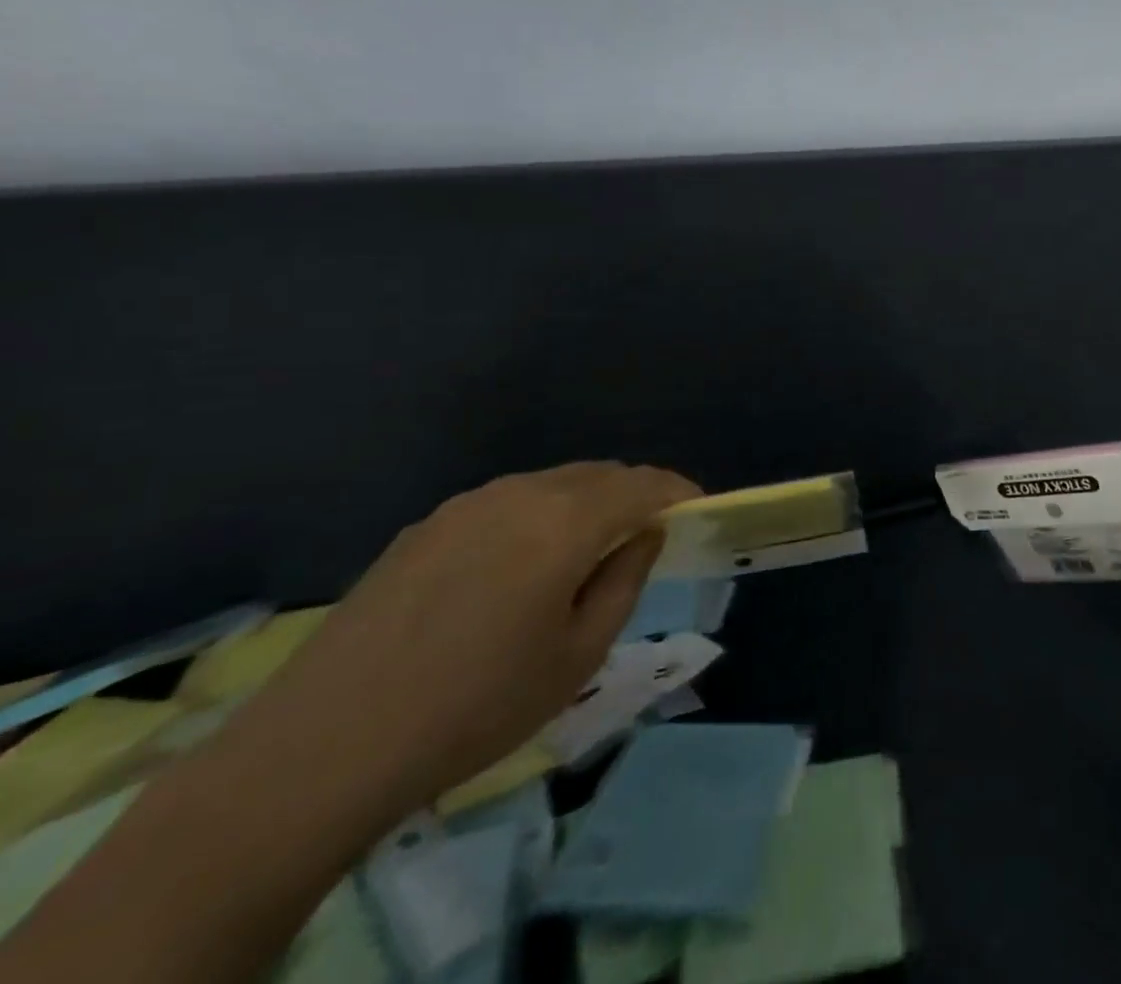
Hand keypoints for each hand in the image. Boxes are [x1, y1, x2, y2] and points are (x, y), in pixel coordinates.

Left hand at [218, 461, 699, 830]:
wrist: (321, 749)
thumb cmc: (475, 708)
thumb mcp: (578, 656)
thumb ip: (625, 581)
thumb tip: (643, 535)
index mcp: (566, 522)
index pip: (643, 484)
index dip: (677, 492)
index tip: (697, 511)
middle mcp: (520, 493)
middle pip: (599, 474)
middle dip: (634, 495)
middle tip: (647, 536)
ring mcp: (467, 504)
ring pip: (552, 483)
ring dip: (586, 503)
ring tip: (587, 551)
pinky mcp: (426, 526)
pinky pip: (507, 502)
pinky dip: (539, 515)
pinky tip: (521, 566)